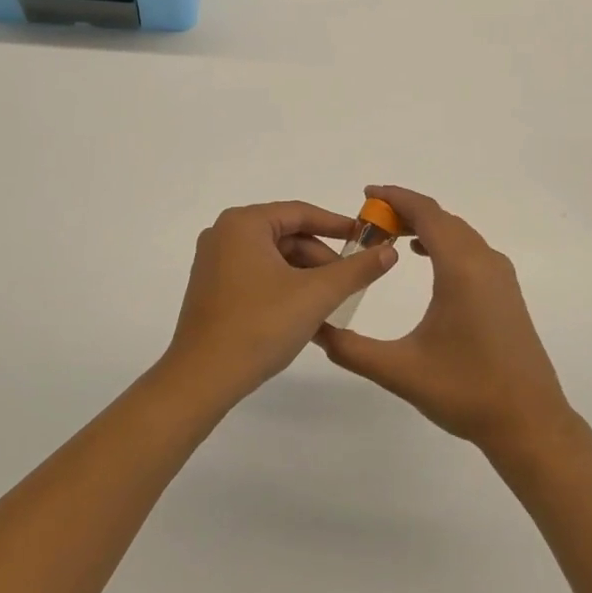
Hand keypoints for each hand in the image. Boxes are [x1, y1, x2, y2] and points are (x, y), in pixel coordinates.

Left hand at [162, 201, 396, 407]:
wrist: (202, 379)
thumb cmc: (260, 326)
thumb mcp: (316, 295)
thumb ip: (356, 270)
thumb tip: (389, 251)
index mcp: (243, 223)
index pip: (301, 213)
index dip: (338, 225)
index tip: (366, 238)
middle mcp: (224, 234)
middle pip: (287, 236)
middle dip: (322, 258)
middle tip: (351, 281)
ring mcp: (214, 262)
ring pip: (274, 258)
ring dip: (305, 277)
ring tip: (332, 303)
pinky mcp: (211, 288)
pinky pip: (257, 275)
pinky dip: (284, 288)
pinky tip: (305, 313)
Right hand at [315, 186, 574, 457]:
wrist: (529, 422)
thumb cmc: (465, 391)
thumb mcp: (400, 371)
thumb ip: (352, 350)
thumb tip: (315, 330)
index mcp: (461, 268)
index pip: (426, 213)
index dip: (395, 197)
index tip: (366, 194)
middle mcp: (484, 261)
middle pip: (442, 218)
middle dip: (405, 211)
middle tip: (369, 221)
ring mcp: (500, 276)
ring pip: (459, 232)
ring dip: (426, 226)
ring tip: (390, 236)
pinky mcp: (506, 292)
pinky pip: (471, 249)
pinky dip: (444, 242)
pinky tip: (425, 258)